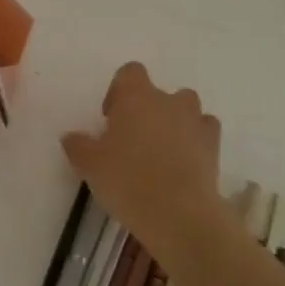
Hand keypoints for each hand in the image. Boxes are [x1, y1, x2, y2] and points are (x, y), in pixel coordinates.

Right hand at [61, 62, 231, 258]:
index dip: (119, 91)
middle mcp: (168, 100)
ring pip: (185, 109)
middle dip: (146, 110)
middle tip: (132, 141)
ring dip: (174, 122)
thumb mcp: (90, 165)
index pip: (130, 72)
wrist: (179, 213)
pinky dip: (196, 141)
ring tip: (161, 153)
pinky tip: (185, 163)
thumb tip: (71, 137)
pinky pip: (204, 131)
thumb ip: (78, 146)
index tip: (111, 118)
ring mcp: (195, 121)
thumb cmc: (128, 180)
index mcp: (137, 96)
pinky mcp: (214, 145)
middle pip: (158, 92)